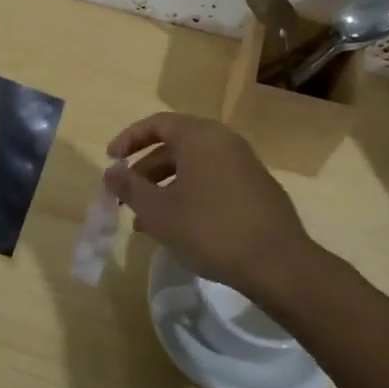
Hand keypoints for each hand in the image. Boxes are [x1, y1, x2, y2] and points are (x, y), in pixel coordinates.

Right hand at [105, 112, 314, 302]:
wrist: (278, 263)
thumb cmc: (210, 230)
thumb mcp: (159, 211)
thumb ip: (130, 187)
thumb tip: (111, 172)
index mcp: (200, 137)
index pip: (157, 124)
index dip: (129, 139)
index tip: (111, 160)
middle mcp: (224, 141)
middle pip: (175, 145)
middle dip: (145, 170)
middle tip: (126, 195)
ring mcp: (244, 164)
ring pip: (193, 166)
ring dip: (165, 187)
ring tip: (145, 221)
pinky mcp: (256, 188)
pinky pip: (212, 180)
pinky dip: (189, 194)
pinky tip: (179, 227)